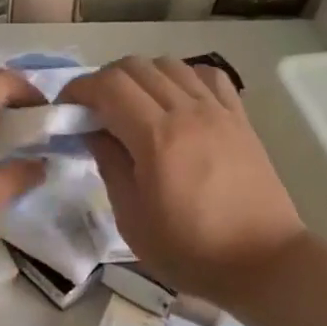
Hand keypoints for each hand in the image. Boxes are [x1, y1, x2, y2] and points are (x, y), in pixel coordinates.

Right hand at [64, 56, 305, 305]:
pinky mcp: (240, 119)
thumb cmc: (189, 250)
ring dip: (141, 76)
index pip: (109, 86)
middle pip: (136, 66)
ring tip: (131, 106)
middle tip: (92, 110)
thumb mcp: (132, 218)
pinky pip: (207, 76)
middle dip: (104, 80)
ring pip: (170, 64)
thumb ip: (110, 165)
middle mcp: (188, 111)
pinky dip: (182, 77)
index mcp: (157, 137)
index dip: (79, 89)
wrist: (262, 261)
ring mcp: (218, 111)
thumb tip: (93, 131)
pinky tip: (175, 101)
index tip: (64, 108)